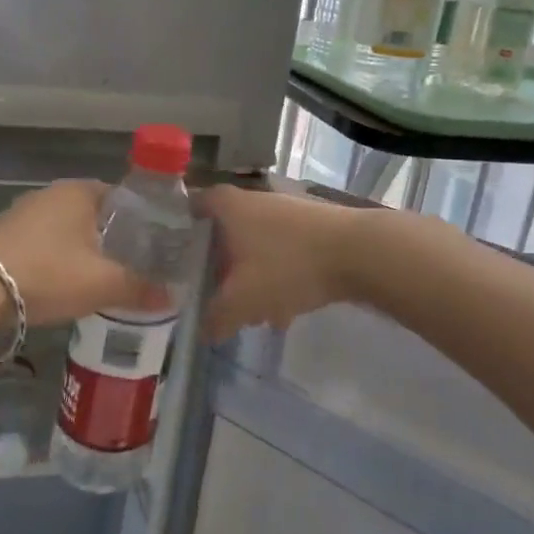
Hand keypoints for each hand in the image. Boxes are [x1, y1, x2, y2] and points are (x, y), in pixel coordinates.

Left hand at [0, 180, 168, 326]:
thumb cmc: (49, 273)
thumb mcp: (103, 284)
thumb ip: (140, 288)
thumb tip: (172, 298)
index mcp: (81, 191)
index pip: (124, 197)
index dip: (143, 221)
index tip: (156, 246)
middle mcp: (52, 193)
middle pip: (96, 214)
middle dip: (113, 238)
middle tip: (133, 266)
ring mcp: (24, 212)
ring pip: (68, 229)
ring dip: (83, 250)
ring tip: (101, 279)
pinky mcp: (3, 234)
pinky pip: (44, 243)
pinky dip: (57, 258)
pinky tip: (62, 283)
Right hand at [197, 185, 364, 339]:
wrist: (359, 252)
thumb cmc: (288, 266)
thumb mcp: (244, 300)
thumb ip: (217, 317)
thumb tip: (204, 332)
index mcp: (229, 207)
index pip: (195, 205)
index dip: (182, 227)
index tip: (174, 254)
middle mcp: (256, 201)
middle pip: (226, 233)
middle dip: (221, 267)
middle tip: (214, 295)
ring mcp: (288, 212)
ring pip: (257, 247)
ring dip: (252, 278)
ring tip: (253, 315)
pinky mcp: (314, 228)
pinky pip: (284, 254)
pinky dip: (279, 279)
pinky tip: (285, 312)